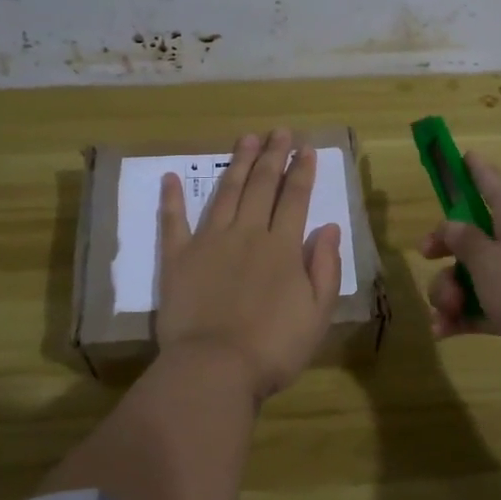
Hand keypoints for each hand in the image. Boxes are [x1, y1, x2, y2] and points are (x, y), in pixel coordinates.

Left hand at [156, 129, 343, 401]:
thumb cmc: (274, 347)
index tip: (306, 147)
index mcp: (282, 247)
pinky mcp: (177, 258)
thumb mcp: (317, 313)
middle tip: (279, 131)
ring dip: (237, 164)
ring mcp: (209, 242)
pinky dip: (172, 199)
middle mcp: (247, 233)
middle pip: (262, 185)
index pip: (295, 198)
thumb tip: (329, 226)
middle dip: (273, 155)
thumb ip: (325, 267)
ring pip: (227, 193)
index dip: (302, 171)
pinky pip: (174, 222)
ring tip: (246, 139)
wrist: (214, 368)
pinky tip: (171, 177)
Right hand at [421, 151, 500, 402]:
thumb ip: (463, 240)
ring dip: (450, 290)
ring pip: (474, 274)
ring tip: (445, 311)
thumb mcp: (488, 260)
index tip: (456, 156)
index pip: (490, 180)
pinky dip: (464, 316)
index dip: (471, 168)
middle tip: (426, 254)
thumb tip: (452, 226)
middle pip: (474, 233)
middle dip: (445, 247)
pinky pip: (484, 306)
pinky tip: (443, 331)